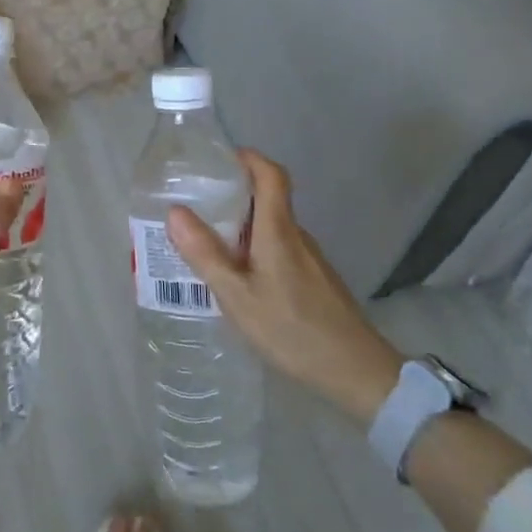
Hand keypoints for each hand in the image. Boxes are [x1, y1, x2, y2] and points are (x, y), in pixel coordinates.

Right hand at [166, 150, 402, 423]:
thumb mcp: (238, 296)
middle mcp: (296, 236)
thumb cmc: (293, 330)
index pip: (271, 175)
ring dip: (242, 226)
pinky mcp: (314, 280)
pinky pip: (279, 249)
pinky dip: (255, 250)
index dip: (248, 158)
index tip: (219, 159)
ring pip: (272, 228)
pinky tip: (238, 279)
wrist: (357, 373)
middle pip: (268, 199)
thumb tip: (175, 211)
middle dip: (233, 194)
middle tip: (196, 205)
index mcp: (279, 231)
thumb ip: (206, 254)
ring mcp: (309, 259)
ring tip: (207, 244)